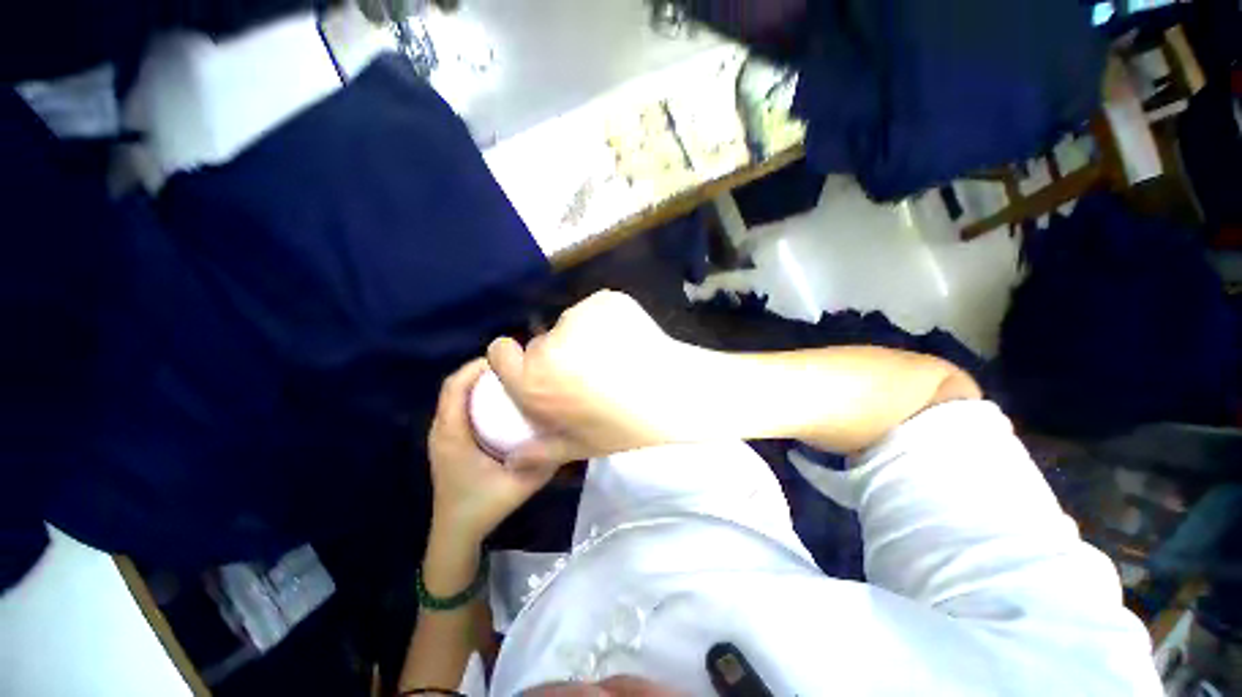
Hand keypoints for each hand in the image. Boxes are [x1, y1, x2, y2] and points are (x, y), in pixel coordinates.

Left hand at [428, 359, 557, 545]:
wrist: (455, 533)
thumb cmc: (483, 506)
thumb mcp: (521, 484)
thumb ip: (545, 459)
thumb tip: (566, 430)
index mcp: (452, 435)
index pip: (455, 388)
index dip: (475, 367)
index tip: (505, 359)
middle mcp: (442, 430)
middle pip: (454, 386)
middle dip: (480, 370)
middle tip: (512, 366)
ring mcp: (442, 435)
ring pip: (455, 395)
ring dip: (477, 382)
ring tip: (508, 378)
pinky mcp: (448, 440)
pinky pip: (459, 407)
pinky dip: (475, 396)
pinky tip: (499, 401)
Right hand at [486, 291, 705, 467]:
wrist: (675, 394)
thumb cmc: (624, 427)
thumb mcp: (579, 447)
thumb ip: (540, 451)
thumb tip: (511, 458)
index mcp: (534, 382)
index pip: (500, 353)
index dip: (513, 359)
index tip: (532, 365)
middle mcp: (549, 345)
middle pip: (541, 342)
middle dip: (556, 354)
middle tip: (587, 370)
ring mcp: (579, 317)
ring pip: (570, 324)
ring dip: (582, 336)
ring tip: (613, 355)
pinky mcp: (605, 300)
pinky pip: (595, 309)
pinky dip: (605, 320)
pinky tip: (626, 339)